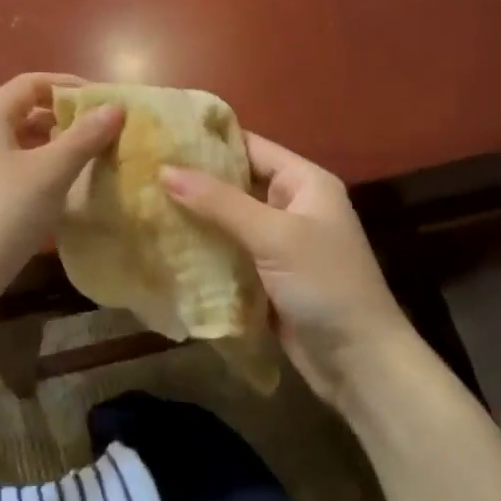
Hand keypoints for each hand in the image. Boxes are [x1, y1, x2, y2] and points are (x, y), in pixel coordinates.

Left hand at [0, 73, 123, 323]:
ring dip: (53, 147)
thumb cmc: (2, 215)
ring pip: (19, 143)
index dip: (69, 86)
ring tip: (89, 162)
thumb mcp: (50, 173)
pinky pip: (11, 169)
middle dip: (65, 118)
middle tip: (102, 134)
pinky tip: (60, 192)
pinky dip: (38, 171)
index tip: (104, 102)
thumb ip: (84, 137)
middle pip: (24, 111)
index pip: (31, 83)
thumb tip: (114, 107)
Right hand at [161, 135, 417, 407]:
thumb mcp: (273, 236)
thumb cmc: (324, 284)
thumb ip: (219, 202)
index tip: (161, 137)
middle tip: (142, 173)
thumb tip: (164, 170)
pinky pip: (228, 251)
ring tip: (143, 203)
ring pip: (227, 220)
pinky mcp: (265, 276)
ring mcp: (278, 243)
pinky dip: (203, 248)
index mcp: (304, 182)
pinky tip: (164, 244)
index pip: (250, 146)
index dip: (208, 141)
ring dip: (194, 216)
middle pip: (235, 183)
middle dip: (194, 181)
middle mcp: (291, 205)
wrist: (359, 362)